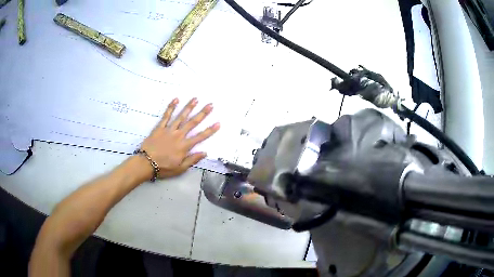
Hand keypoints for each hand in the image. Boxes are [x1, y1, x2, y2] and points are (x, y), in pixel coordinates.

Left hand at [141, 98, 219, 177]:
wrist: (146, 163)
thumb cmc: (163, 167)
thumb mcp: (180, 168)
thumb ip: (192, 160)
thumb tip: (204, 152)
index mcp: (184, 146)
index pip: (200, 137)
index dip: (210, 130)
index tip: (218, 123)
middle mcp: (179, 135)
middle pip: (192, 123)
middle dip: (202, 113)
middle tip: (210, 105)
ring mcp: (169, 129)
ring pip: (181, 116)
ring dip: (189, 107)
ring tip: (195, 99)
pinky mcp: (160, 127)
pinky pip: (166, 116)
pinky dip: (171, 107)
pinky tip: (176, 100)